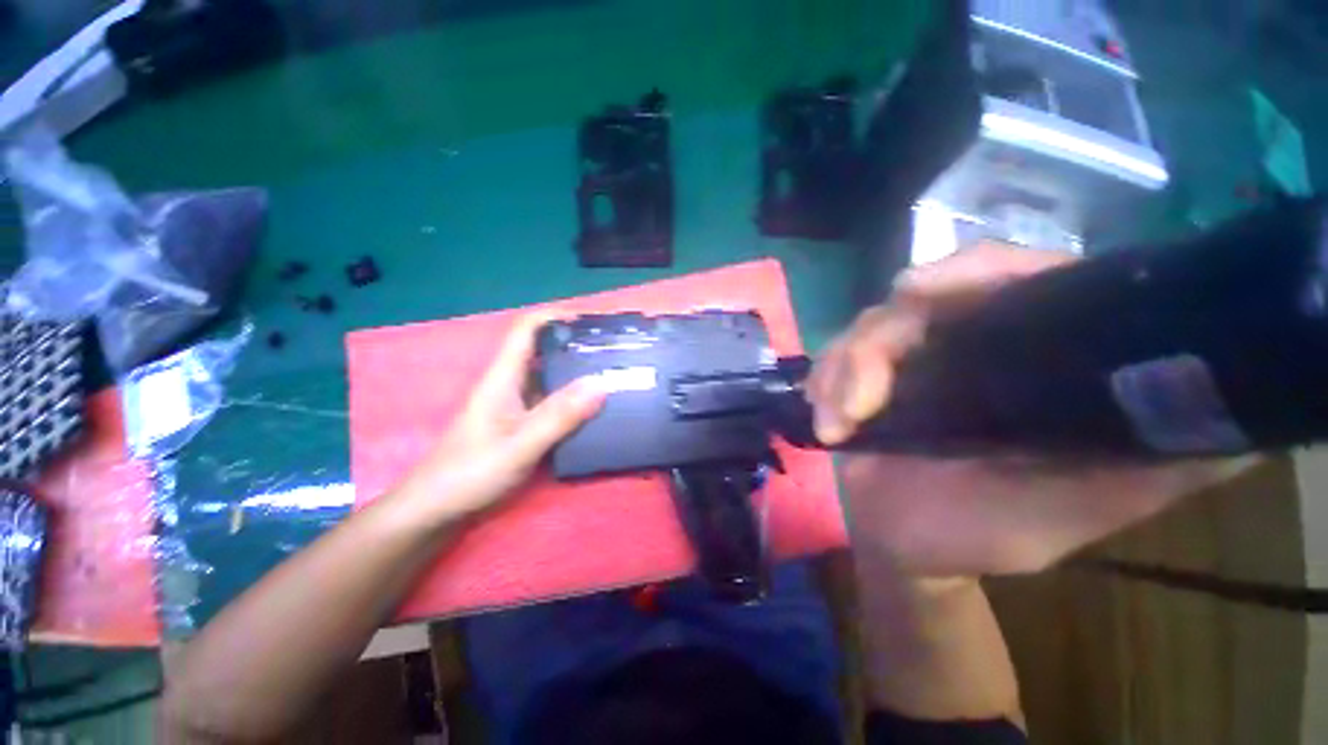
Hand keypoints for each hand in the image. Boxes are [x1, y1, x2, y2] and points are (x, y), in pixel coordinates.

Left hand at [394, 312, 606, 525]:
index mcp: (503, 377)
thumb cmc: (469, 474)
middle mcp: (509, 384)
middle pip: (543, 350)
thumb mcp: (519, 445)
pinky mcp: (520, 424)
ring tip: (611, 374)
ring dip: (577, 372)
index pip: (526, 329)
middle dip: (575, 344)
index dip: (556, 316)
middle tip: (612, 350)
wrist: (435, 511)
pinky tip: (593, 408)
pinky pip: (551, 401)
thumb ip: (559, 416)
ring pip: (549, 377)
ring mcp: (515, 405)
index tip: (592, 322)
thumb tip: (601, 383)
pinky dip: (573, 398)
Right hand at [813, 245, 1249, 575]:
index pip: (1012, 280)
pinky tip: (826, 423)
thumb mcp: (1079, 506)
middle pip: (915, 300)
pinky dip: (822, 387)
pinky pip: (828, 363)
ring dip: (843, 373)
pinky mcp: (854, 380)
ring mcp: (900, 361)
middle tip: (863, 389)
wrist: (905, 547)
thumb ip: (1151, 467)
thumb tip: (1243, 425)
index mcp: (1024, 358)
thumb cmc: (989, 530)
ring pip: (861, 331)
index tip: (924, 290)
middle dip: (880, 338)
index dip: (973, 271)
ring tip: (840, 424)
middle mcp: (961, 345)